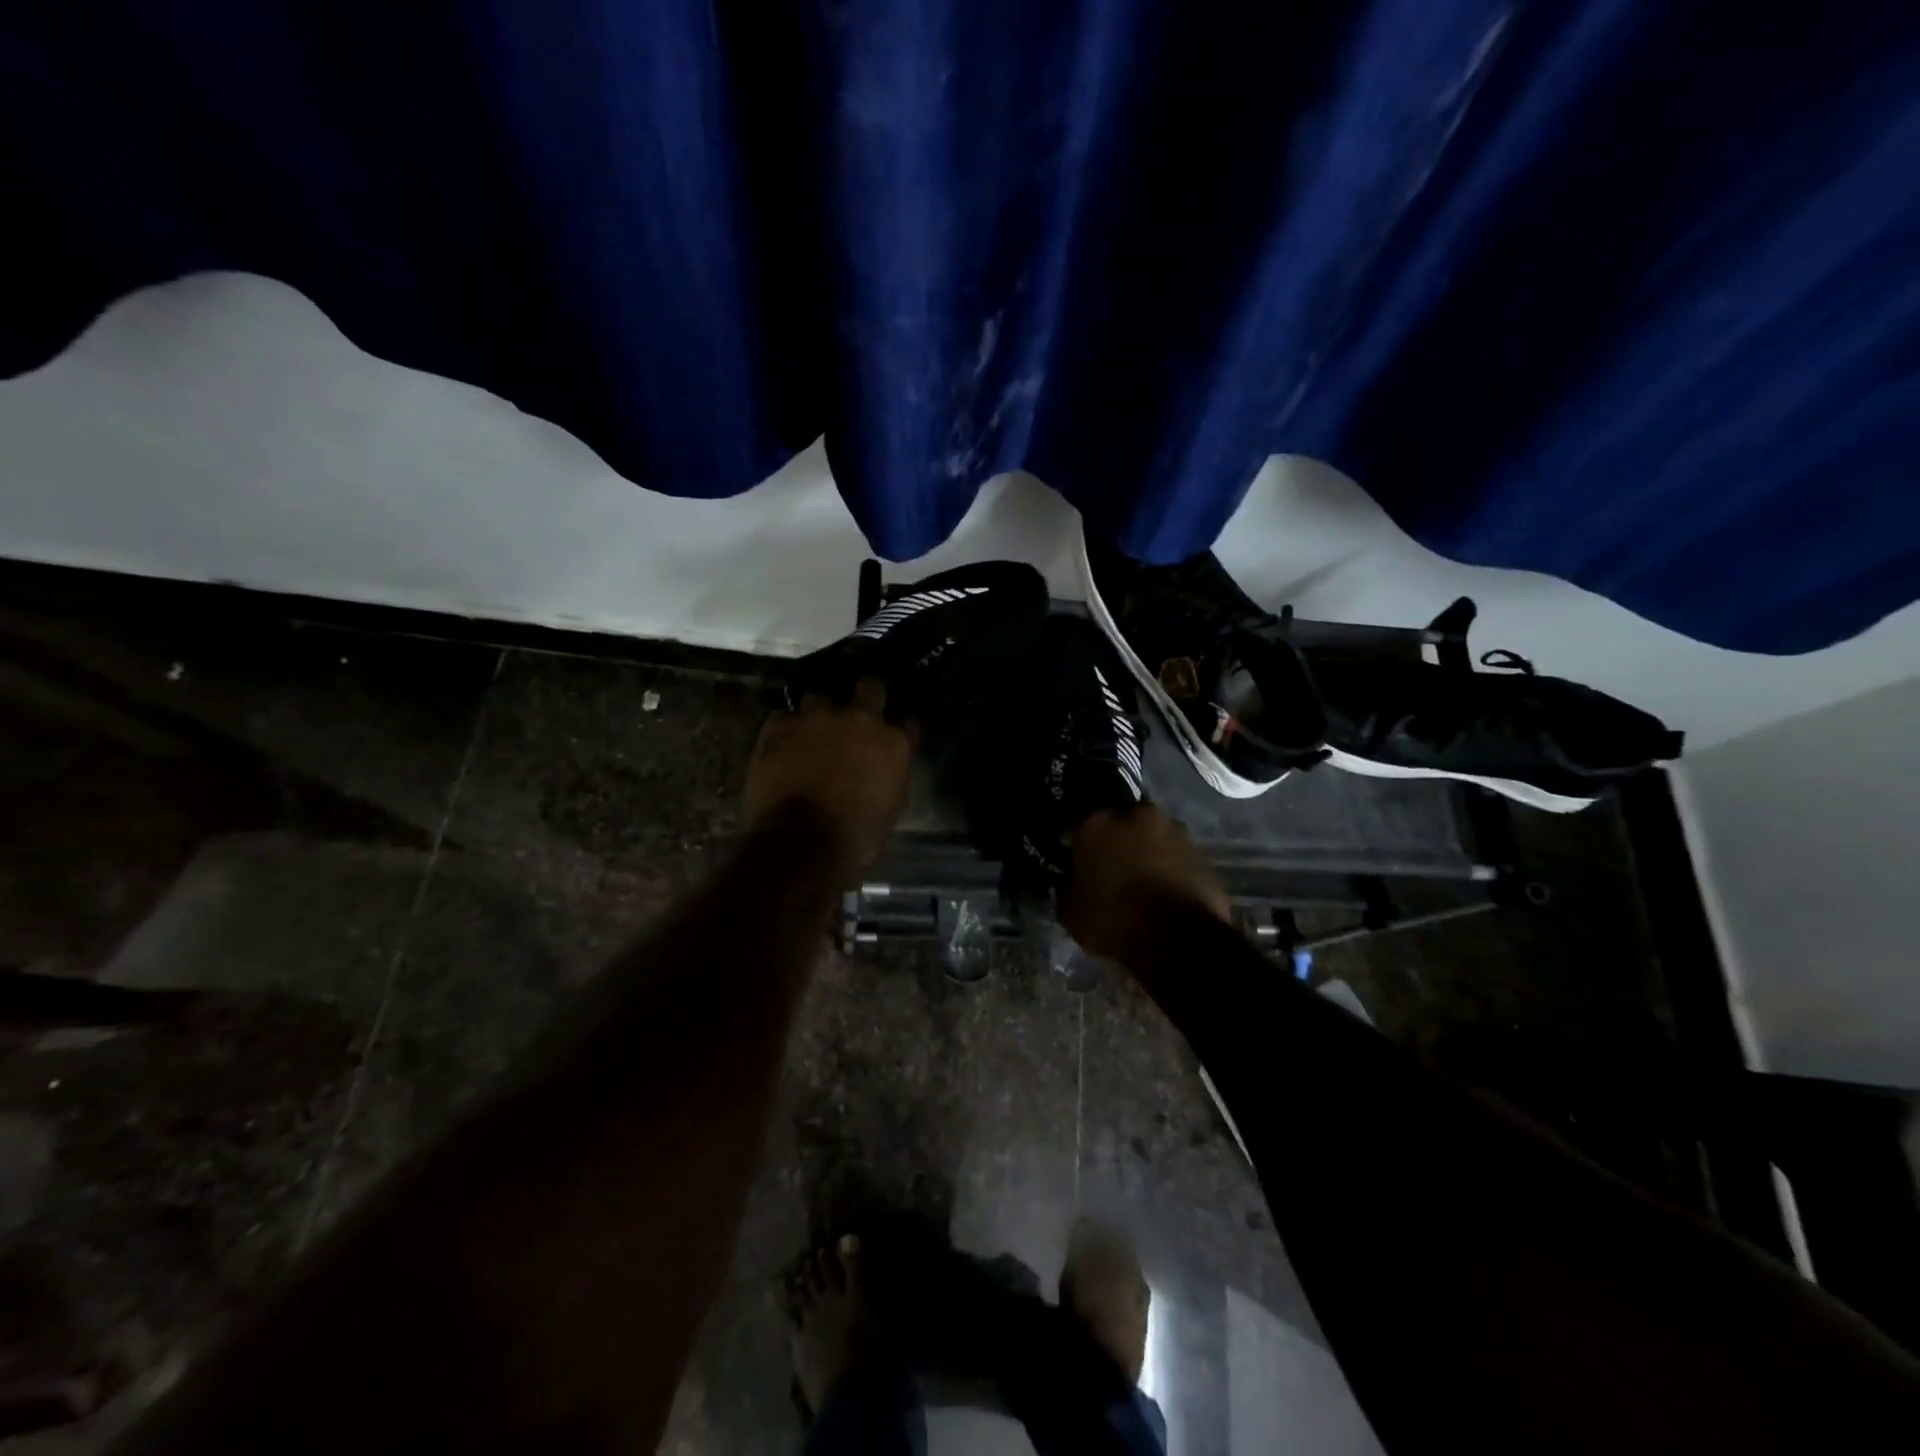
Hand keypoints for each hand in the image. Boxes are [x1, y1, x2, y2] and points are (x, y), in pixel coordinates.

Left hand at [744, 679, 911, 880]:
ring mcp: (816, 717)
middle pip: (869, 687)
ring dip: (819, 713)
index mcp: (893, 741)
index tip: (894, 736)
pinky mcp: (779, 726)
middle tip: (857, 716)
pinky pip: (784, 718)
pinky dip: (786, 730)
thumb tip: (885, 765)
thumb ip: (891, 774)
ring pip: (819, 698)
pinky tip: (782, 747)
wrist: (801, 843)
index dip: (899, 728)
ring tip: (812, 733)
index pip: (907, 722)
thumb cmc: (857, 836)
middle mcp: (859, 718)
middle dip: (866, 696)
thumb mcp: (892, 807)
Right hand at [1058, 806, 1229, 968]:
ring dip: (1148, 852)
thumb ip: (1068, 888)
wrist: (1176, 939)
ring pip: (1153, 837)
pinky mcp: (1202, 853)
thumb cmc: (1113, 920)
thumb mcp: (1070, 913)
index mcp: (1097, 823)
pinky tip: (1166, 892)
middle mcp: (1136, 815)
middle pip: (1123, 823)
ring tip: (1144, 881)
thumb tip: (1070, 884)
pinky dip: (1171, 869)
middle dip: (1119, 841)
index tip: (1081, 862)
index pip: (1082, 825)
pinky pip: (1177, 857)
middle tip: (1115, 868)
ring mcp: (1174, 831)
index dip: (1082, 845)